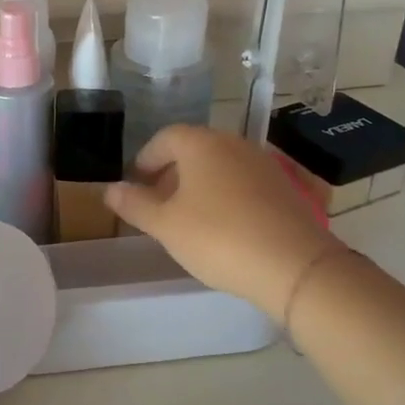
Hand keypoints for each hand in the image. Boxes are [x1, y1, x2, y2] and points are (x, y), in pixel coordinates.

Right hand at [106, 126, 347, 322]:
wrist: (295, 266)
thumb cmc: (218, 237)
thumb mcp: (166, 225)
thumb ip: (135, 204)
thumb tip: (110, 189)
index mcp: (201, 144)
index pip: (165, 138)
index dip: (146, 158)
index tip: (136, 183)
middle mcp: (234, 144)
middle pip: (195, 149)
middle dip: (172, 172)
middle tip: (158, 202)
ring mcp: (263, 164)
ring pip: (221, 165)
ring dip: (199, 184)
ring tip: (188, 217)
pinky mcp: (284, 187)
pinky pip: (244, 182)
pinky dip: (226, 195)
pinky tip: (223, 226)